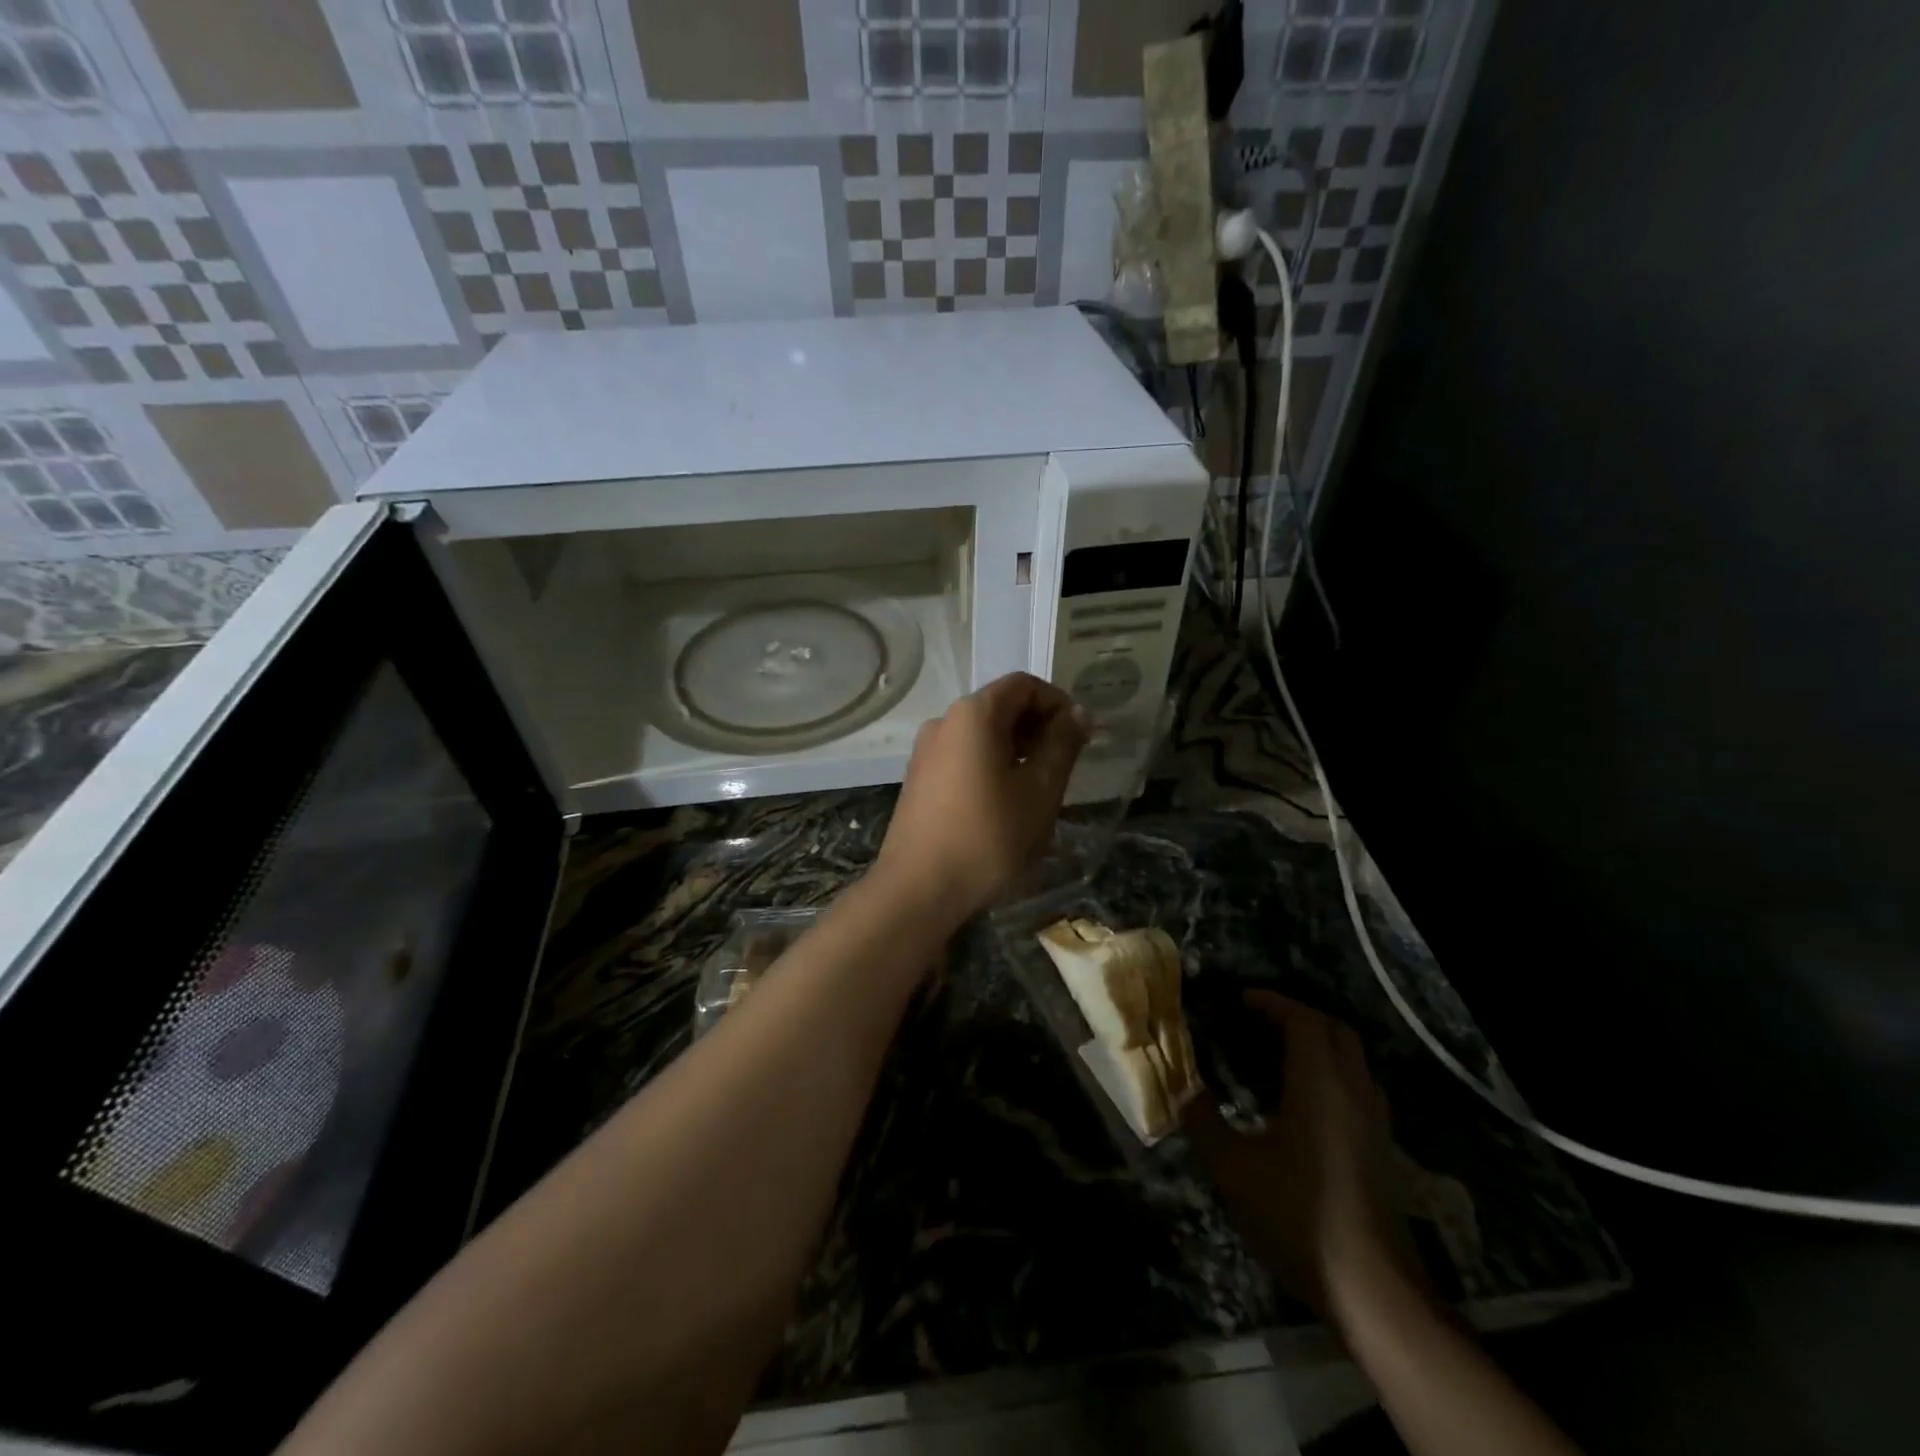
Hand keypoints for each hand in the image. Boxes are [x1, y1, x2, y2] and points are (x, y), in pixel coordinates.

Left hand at [874, 672, 1088, 922]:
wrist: (918, 889)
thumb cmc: (988, 836)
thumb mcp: (1040, 790)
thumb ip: (1062, 745)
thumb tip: (1079, 713)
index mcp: (973, 714)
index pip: (1024, 685)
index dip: (1057, 703)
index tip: (1079, 737)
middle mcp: (943, 722)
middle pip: (1000, 706)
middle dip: (1037, 727)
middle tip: (1064, 765)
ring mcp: (925, 751)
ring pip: (981, 734)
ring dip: (1016, 749)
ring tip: (1038, 788)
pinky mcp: (918, 779)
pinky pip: (962, 757)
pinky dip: (990, 765)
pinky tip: (1004, 803)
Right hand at [1188, 992, 1416, 1319]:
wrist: (1373, 1291)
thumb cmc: (1297, 1217)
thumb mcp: (1232, 1169)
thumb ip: (1203, 1121)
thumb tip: (1182, 1090)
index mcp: (1320, 1084)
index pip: (1303, 1020)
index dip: (1272, 1002)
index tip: (1240, 1000)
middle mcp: (1353, 1091)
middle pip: (1334, 1030)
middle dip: (1297, 1015)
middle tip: (1258, 1020)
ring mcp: (1374, 1121)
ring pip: (1351, 1058)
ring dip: (1317, 1043)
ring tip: (1275, 1053)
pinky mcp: (1380, 1148)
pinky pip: (1357, 1086)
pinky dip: (1330, 1072)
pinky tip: (1301, 1100)